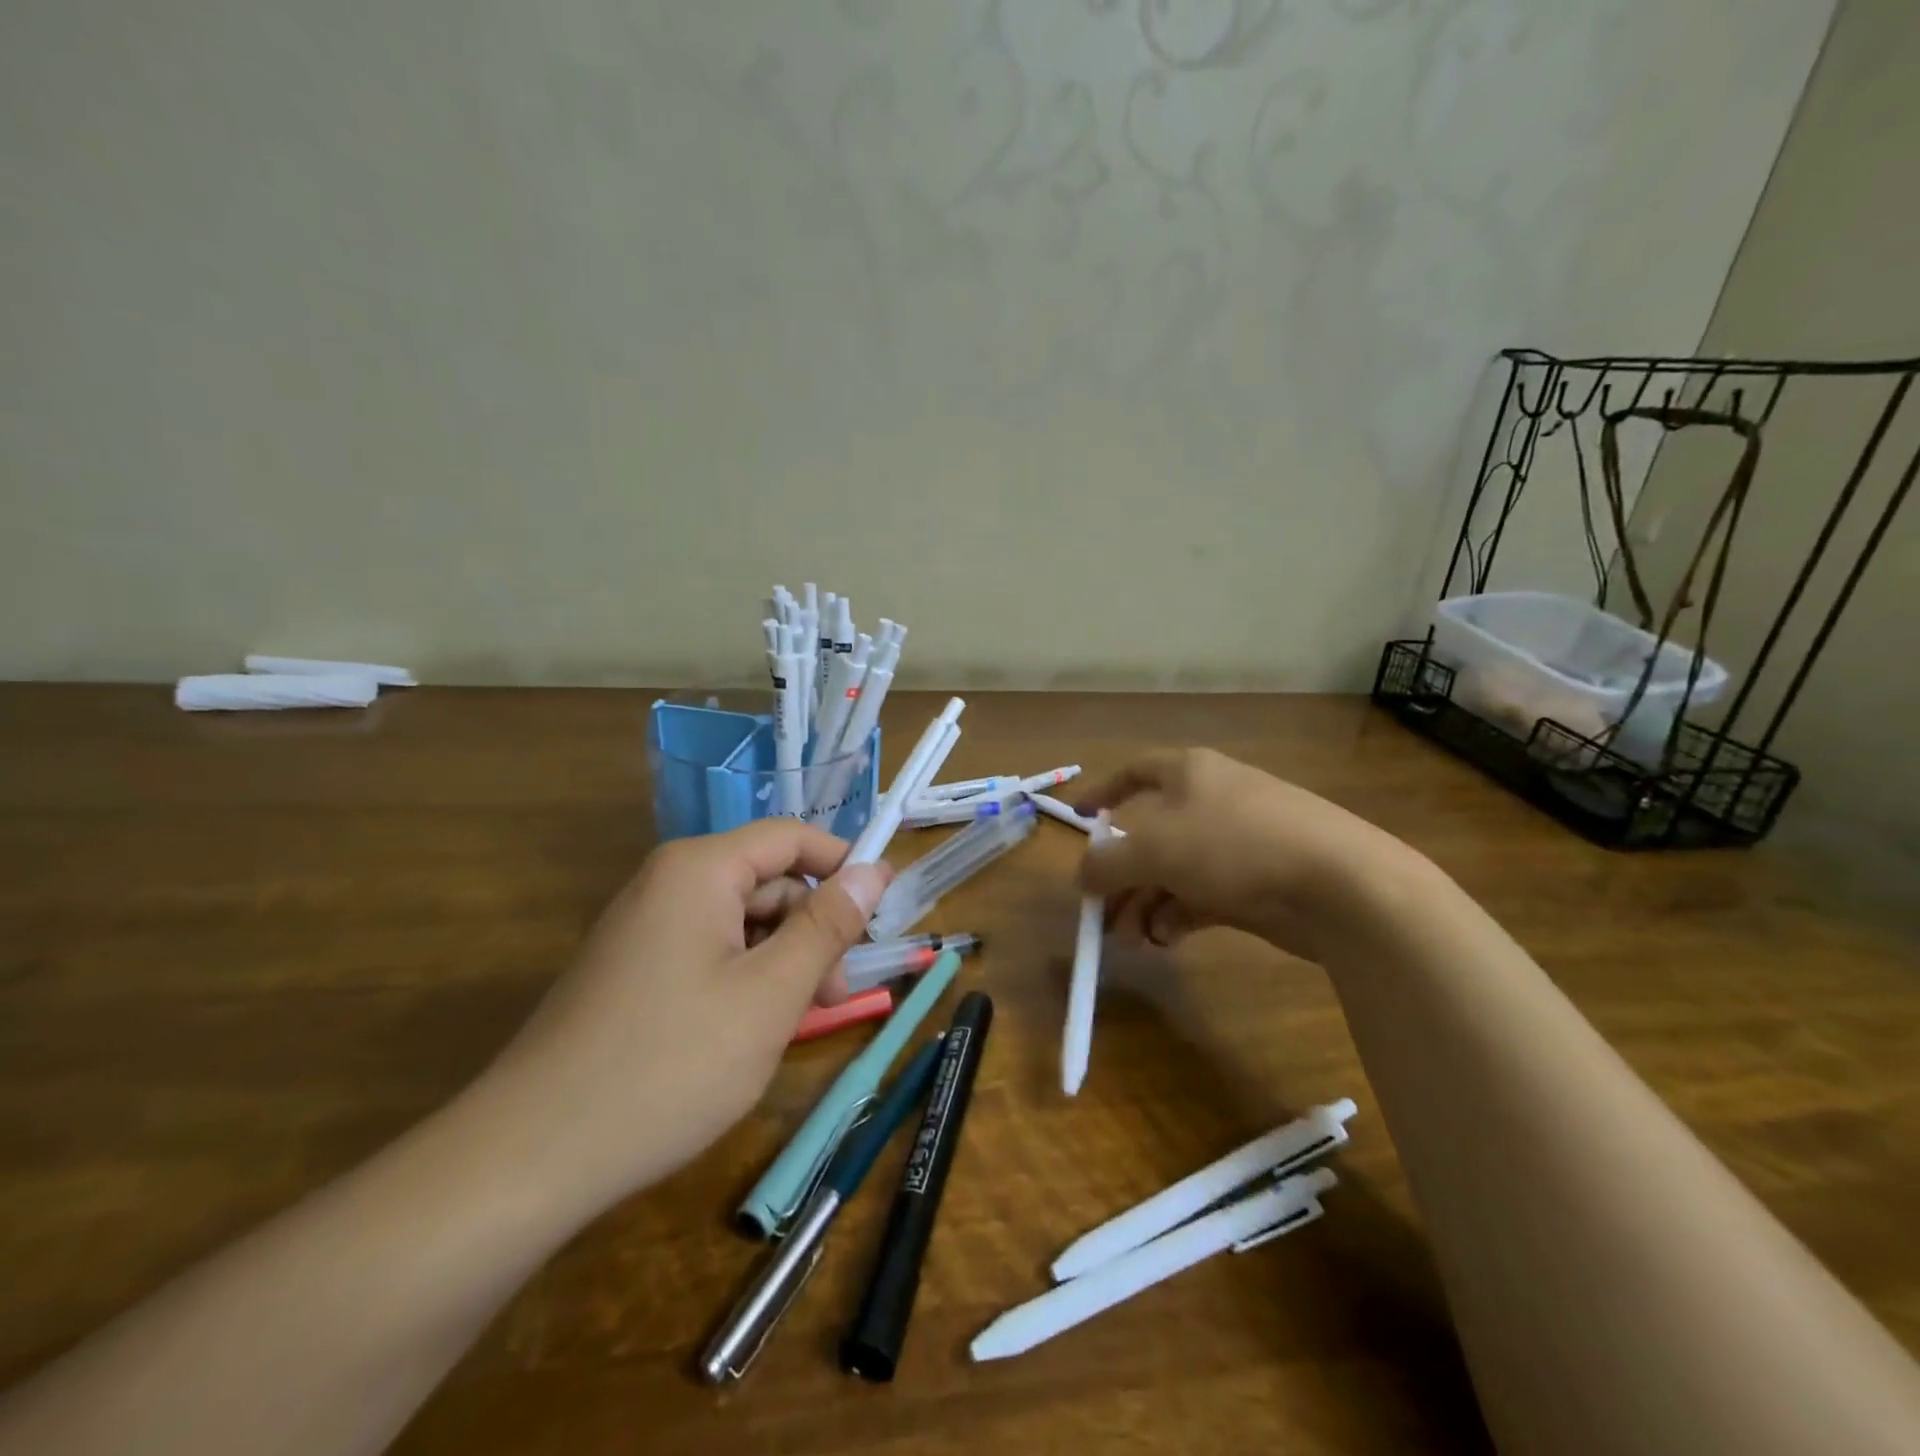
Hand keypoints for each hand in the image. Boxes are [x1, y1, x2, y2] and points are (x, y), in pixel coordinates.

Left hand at [476, 821, 891, 1209]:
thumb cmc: (670, 1065)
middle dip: (811, 929)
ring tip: (795, 1022)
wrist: (529, 1158)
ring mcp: (645, 928)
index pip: (791, 838)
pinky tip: (748, 1032)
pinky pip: (708, 952)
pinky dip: (743, 980)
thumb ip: (828, 925)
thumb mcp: (771, 993)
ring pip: (740, 923)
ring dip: (781, 961)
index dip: (843, 867)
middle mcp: (668, 883)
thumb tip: (875, 869)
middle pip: (766, 882)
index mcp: (700, 870)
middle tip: (837, 994)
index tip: (880, 916)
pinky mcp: (632, 969)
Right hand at [1076, 747, 1412, 962]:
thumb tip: (1083, 875)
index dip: (1104, 792)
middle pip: (1151, 835)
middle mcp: (1211, 800)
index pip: (1135, 772)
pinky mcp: (1259, 881)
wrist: (1339, 884)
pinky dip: (1179, 915)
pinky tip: (1166, 940)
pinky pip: (1203, 894)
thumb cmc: (1233, 844)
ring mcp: (1239, 842)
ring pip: (1176, 871)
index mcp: (1188, 773)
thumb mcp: (1154, 850)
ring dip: (1146, 903)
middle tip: (1101, 913)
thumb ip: (1108, 863)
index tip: (1080, 819)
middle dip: (1122, 876)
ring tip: (1131, 939)